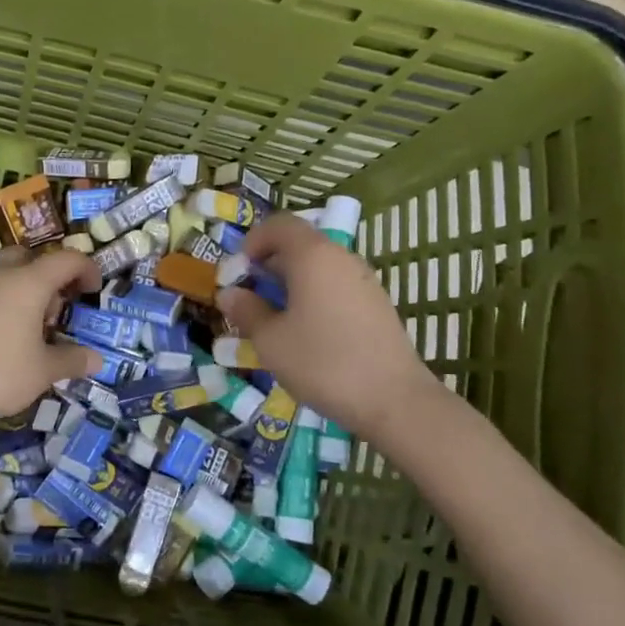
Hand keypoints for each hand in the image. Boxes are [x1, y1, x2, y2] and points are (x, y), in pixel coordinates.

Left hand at [0, 246, 101, 430]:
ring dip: (22, 285)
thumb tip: (96, 359)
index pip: (66, 260)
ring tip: (27, 324)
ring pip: (4, 269)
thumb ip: (72, 359)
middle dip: (48, 276)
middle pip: (31, 257)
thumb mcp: (43, 371)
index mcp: (28, 282)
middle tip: (54, 310)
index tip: (93, 291)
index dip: (86, 270)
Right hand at [216, 212, 434, 433]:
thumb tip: (229, 294)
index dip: (252, 241)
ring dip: (290, 284)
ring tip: (274, 320)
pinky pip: (335, 287)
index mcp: (313, 255)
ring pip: (318, 268)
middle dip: (268, 265)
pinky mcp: (376, 305)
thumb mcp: (270, 340)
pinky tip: (305, 333)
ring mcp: (363, 281)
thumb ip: (247, 311)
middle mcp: (341, 258)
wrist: (395, 400)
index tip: (238, 272)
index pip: (279, 224)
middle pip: (299, 245)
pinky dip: (313, 297)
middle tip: (249, 298)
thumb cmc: (323, 362)